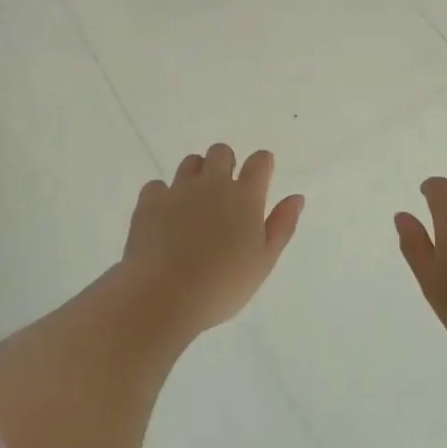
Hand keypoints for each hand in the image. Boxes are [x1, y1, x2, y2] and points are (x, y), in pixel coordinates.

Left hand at [122, 144, 304, 337]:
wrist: (164, 295)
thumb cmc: (223, 285)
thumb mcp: (264, 261)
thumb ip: (282, 225)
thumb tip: (296, 197)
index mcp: (245, 196)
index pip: (260, 161)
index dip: (262, 163)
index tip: (261, 175)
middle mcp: (212, 183)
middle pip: (221, 152)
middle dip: (226, 163)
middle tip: (224, 192)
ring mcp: (178, 189)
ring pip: (190, 162)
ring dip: (196, 175)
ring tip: (195, 203)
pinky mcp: (150, 201)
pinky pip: (157, 185)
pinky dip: (163, 196)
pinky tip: (164, 216)